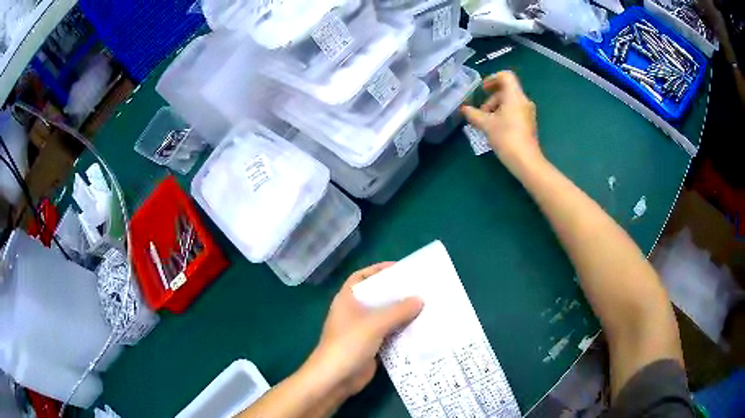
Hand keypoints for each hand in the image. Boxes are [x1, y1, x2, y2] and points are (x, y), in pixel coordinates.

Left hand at [303, 263, 422, 399]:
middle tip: (421, 287)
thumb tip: (420, 299)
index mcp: (347, 299)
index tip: (400, 268)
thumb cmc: (349, 344)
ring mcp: (363, 330)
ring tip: (426, 305)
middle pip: (377, 297)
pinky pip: (389, 333)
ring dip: (402, 313)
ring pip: (385, 316)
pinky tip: (421, 328)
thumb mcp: (374, 324)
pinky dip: (402, 330)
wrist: (335, 379)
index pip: (361, 277)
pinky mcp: (371, 346)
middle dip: (396, 293)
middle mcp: (354, 312)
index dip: (378, 270)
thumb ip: (398, 311)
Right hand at [461, 71, 542, 177]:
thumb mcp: (486, 125)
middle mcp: (524, 101)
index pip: (506, 76)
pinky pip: (514, 112)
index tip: (482, 89)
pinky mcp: (528, 123)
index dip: (492, 78)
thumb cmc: (506, 137)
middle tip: (481, 113)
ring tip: (486, 123)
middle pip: (506, 90)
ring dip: (496, 108)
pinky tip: (496, 129)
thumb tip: (463, 109)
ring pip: (510, 102)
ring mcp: (528, 113)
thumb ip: (473, 114)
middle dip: (491, 99)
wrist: (526, 161)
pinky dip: (503, 115)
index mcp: (515, 96)